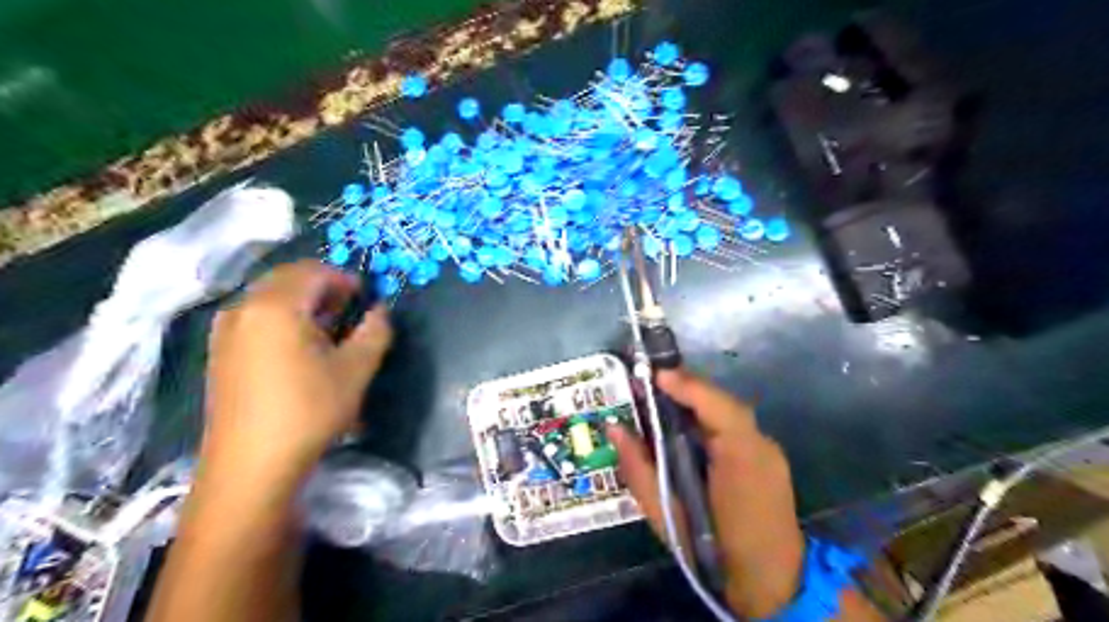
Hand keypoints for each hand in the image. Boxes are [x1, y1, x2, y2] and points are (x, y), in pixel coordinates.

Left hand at [204, 259, 393, 472]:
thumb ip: (375, 331)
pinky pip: (255, 316)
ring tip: (328, 329)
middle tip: (349, 310)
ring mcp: (225, 330)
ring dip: (302, 302)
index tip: (366, 298)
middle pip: (287, 278)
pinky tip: (298, 347)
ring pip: (269, 297)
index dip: (345, 278)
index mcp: (276, 306)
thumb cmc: (309, 410)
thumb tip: (380, 310)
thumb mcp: (356, 369)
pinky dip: (281, 318)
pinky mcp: (219, 352)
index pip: (314, 271)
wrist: (251, 465)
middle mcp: (244, 308)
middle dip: (323, 287)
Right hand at [610, 368, 802, 615]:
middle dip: (684, 390)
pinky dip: (707, 422)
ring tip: (660, 403)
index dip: (684, 384)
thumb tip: (615, 427)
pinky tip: (685, 431)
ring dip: (694, 406)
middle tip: (648, 387)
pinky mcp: (767, 458)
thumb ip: (639, 468)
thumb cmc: (713, 550)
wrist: (770, 584)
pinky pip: (732, 429)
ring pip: (726, 414)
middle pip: (719, 403)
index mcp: (740, 456)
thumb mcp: (666, 514)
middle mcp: (759, 444)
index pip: (715, 404)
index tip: (650, 375)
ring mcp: (767, 450)